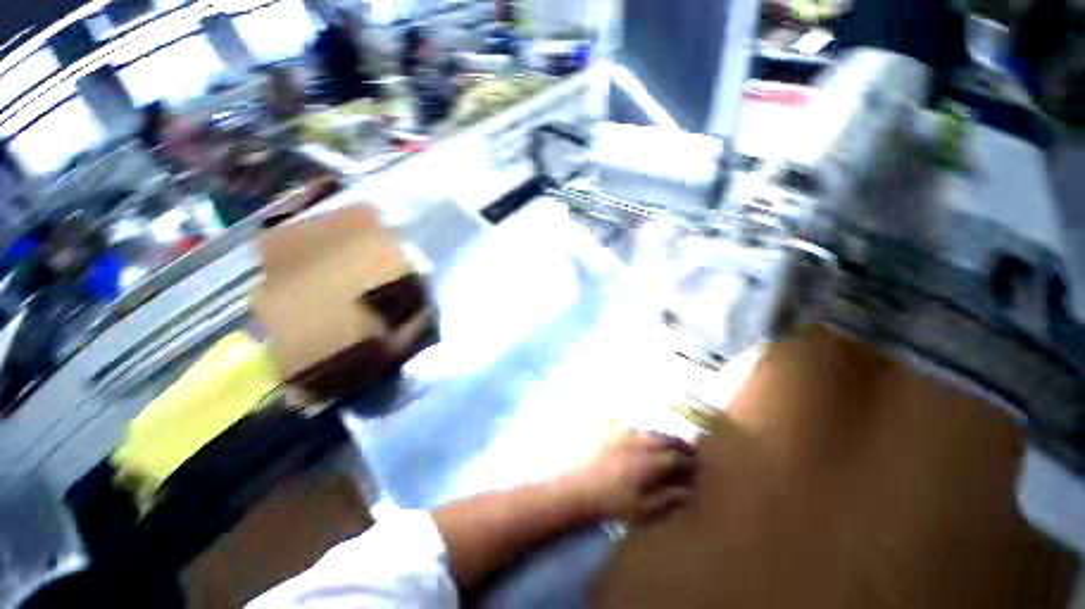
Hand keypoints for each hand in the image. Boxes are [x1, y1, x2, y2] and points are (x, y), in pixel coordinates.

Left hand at [564, 431, 698, 524]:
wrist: (581, 489)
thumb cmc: (614, 503)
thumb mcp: (645, 509)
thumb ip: (670, 499)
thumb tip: (691, 492)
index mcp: (649, 462)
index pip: (676, 458)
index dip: (689, 462)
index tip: (698, 466)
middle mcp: (638, 444)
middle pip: (665, 438)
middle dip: (681, 444)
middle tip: (692, 450)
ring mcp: (623, 436)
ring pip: (651, 431)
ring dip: (665, 436)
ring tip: (673, 443)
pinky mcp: (611, 434)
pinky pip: (634, 427)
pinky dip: (646, 432)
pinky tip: (647, 437)